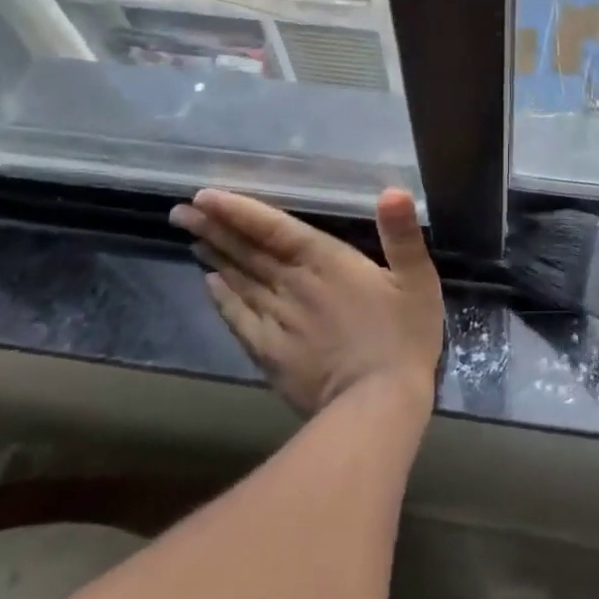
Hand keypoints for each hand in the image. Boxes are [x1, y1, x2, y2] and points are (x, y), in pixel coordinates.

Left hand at [169, 188, 443, 417]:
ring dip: (213, 257)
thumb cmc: (404, 337)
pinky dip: (222, 299)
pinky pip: (238, 319)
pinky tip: (210, 286)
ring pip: (238, 281)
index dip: (238, 211)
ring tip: (190, 237)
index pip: (273, 228)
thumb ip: (403, 235)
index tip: (204, 195)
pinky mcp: (270, 354)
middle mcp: (293, 285)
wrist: (378, 407)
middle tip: (180, 211)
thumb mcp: (418, 280)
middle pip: (246, 252)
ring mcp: (277, 321)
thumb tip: (393, 191)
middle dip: (212, 228)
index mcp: (326, 262)